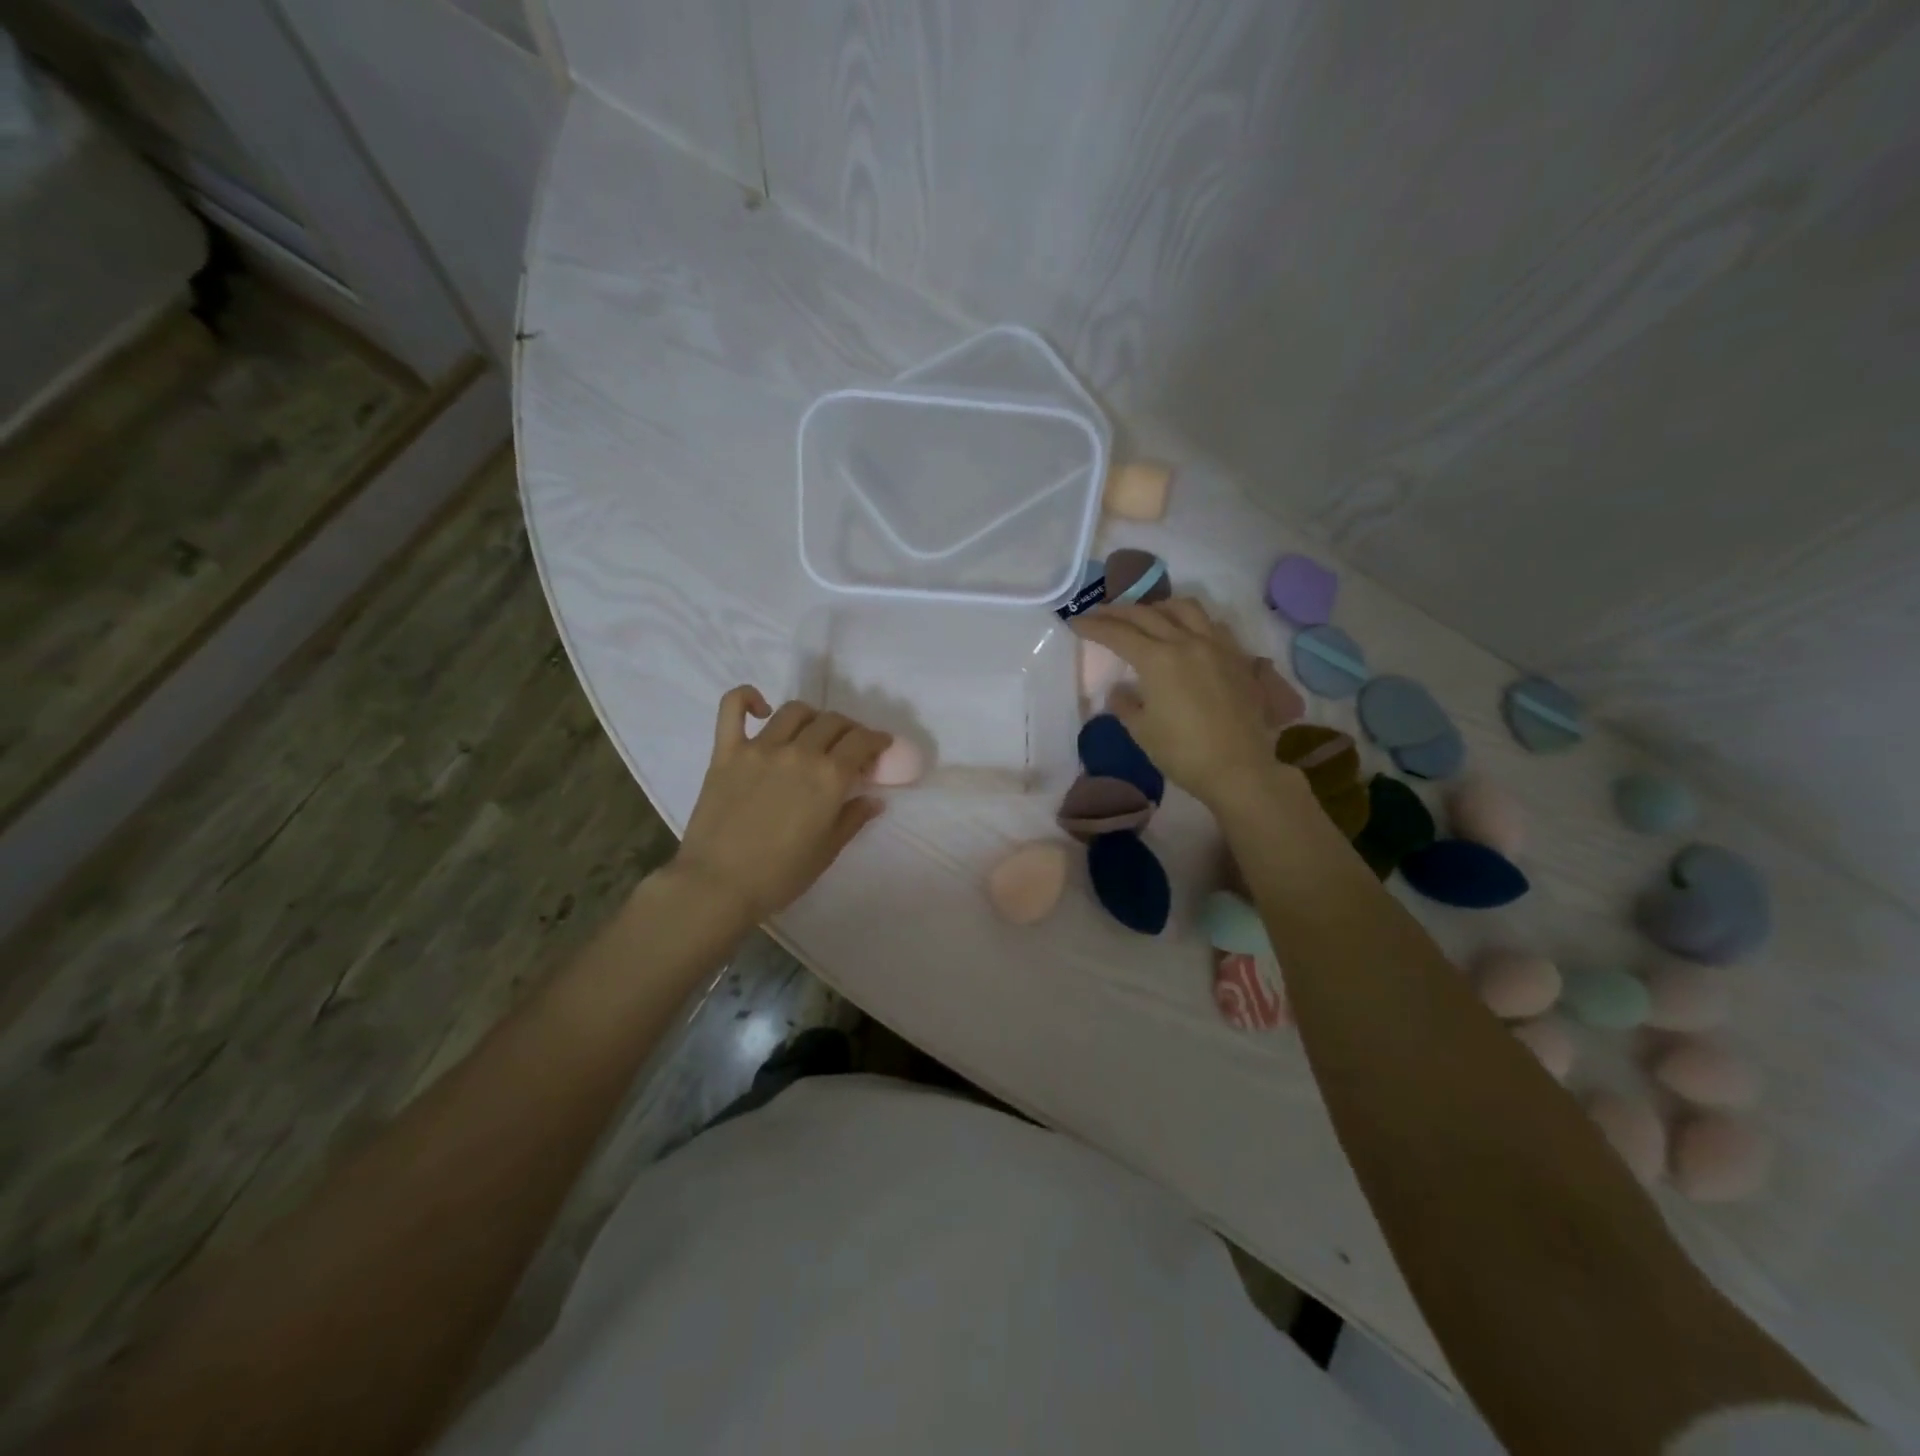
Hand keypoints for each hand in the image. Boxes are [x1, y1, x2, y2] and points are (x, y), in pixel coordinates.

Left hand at [673, 687, 890, 920]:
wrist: (717, 885)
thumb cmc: (779, 875)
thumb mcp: (827, 851)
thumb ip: (853, 818)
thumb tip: (874, 799)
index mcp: (829, 778)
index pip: (862, 741)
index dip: (877, 740)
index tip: (880, 747)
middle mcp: (799, 753)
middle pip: (832, 722)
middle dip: (849, 730)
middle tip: (849, 746)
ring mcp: (760, 748)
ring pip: (794, 711)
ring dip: (812, 717)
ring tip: (812, 732)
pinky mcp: (726, 751)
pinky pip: (732, 708)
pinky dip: (747, 697)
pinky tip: (761, 708)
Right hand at [1071, 598, 1279, 810]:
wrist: (1239, 770)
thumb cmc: (1183, 753)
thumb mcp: (1142, 731)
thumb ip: (1125, 704)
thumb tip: (1120, 690)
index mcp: (1158, 659)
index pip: (1118, 633)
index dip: (1094, 626)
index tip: (1075, 622)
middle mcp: (1187, 642)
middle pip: (1147, 614)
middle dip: (1118, 612)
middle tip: (1100, 614)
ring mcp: (1217, 646)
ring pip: (1185, 608)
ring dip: (1158, 607)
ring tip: (1146, 616)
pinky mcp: (1238, 658)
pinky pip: (1212, 625)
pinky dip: (1191, 621)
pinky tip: (1186, 634)